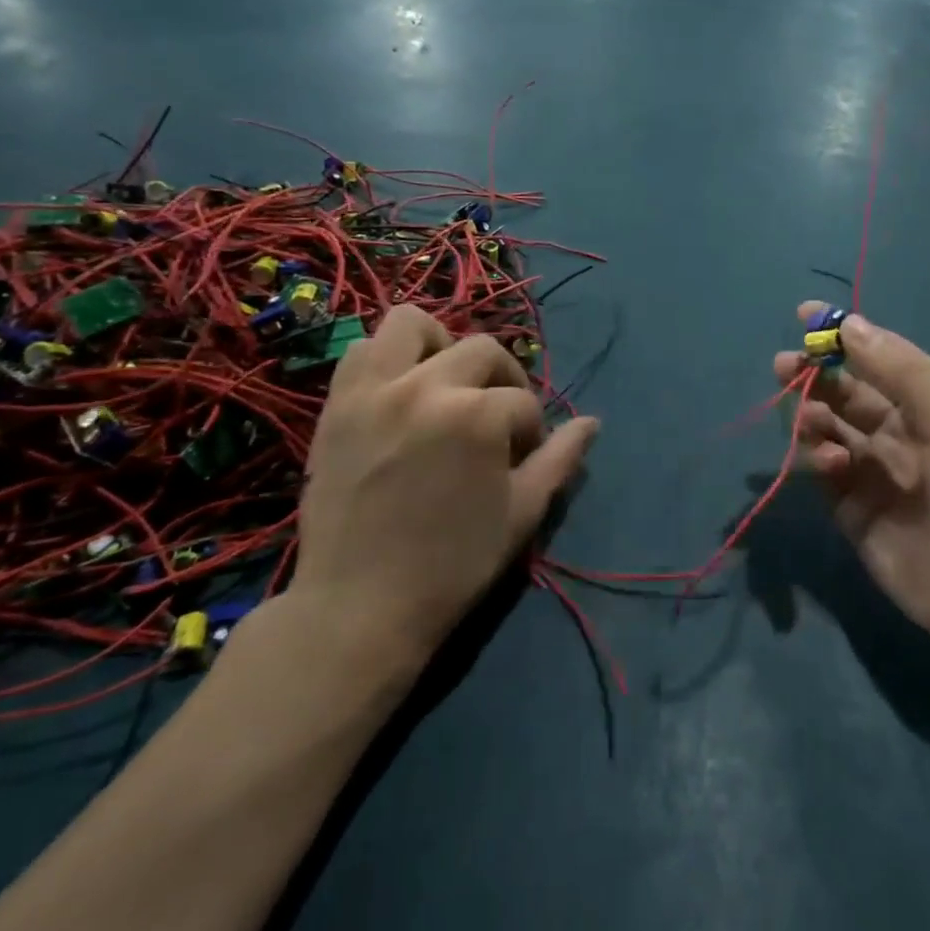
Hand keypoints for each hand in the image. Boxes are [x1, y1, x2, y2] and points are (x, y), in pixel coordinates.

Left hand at [290, 306, 597, 672]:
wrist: (359, 606)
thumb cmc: (453, 565)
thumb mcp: (522, 513)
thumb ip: (560, 460)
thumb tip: (592, 423)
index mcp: (477, 415)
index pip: (523, 402)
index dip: (531, 431)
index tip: (520, 460)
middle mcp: (426, 386)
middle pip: (482, 350)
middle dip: (502, 381)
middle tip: (495, 419)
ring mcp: (374, 390)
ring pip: (412, 323)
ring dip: (440, 345)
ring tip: (445, 384)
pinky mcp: (337, 404)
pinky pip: (360, 351)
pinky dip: (386, 360)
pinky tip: (400, 394)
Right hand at [773, 304, 929, 656]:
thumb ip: (902, 371)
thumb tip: (850, 324)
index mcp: (928, 403)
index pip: (876, 358)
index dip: (842, 336)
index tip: (803, 315)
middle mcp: (898, 432)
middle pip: (844, 392)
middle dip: (813, 375)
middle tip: (785, 367)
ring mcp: (873, 473)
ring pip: (828, 430)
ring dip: (812, 416)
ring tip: (811, 421)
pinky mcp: (853, 512)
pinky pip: (823, 475)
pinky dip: (818, 460)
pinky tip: (831, 464)